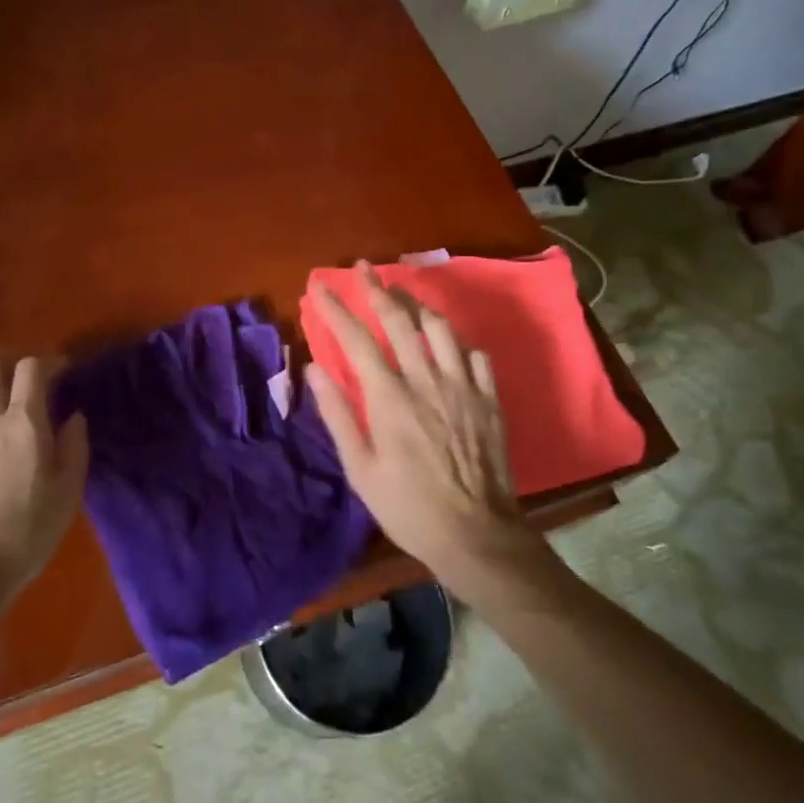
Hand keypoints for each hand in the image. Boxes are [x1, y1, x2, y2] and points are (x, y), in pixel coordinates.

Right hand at [307, 262, 543, 592]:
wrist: (476, 535)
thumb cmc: (408, 507)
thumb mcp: (360, 469)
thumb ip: (337, 415)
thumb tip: (314, 369)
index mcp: (390, 398)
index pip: (356, 339)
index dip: (335, 309)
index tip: (319, 286)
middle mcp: (426, 380)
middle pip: (399, 320)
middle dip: (377, 289)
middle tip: (362, 267)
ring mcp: (463, 386)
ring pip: (440, 328)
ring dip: (417, 304)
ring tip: (402, 292)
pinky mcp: (489, 398)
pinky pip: (475, 353)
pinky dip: (457, 339)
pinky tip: (448, 340)